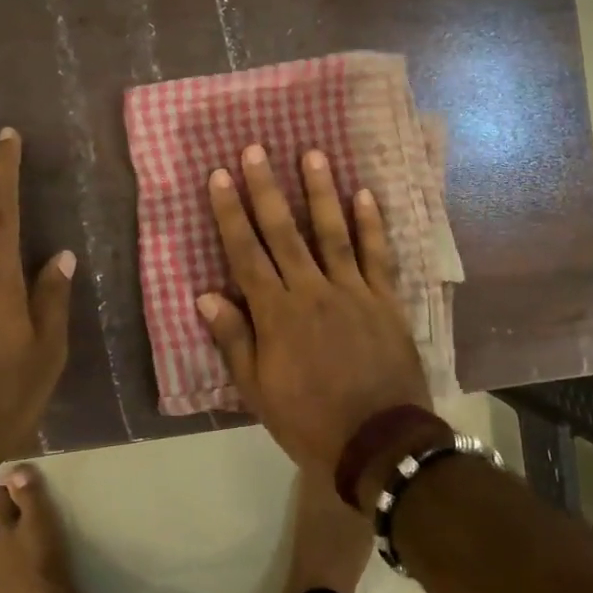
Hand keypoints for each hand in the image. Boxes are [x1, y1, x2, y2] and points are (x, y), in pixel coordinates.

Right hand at [196, 144, 430, 484]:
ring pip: (332, 232)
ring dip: (320, 192)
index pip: (246, 253)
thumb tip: (206, 295)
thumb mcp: (258, 391)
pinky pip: (377, 255)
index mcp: (276, 314)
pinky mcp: (385, 300)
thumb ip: (234, 339)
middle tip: (256, 150)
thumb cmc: (308, 420)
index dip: (231, 213)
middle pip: (284, 232)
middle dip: (267, 189)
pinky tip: (364, 194)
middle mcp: (312, 291)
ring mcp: (352, 291)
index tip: (220, 177)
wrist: (378, 443)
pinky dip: (371, 224)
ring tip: (312, 154)